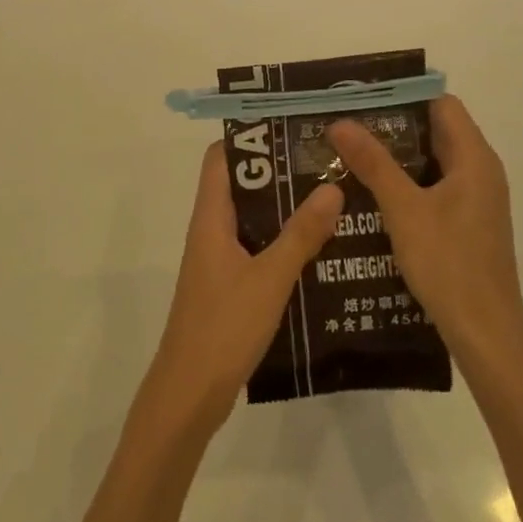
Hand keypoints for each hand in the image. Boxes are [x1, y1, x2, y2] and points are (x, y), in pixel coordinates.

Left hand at [140, 142, 343, 438]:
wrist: (190, 393)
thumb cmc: (223, 326)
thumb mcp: (269, 278)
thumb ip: (301, 234)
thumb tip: (331, 185)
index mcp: (211, 218)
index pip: (221, 158)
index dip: (250, 137)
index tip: (291, 128)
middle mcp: (211, 231)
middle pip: (242, 185)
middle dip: (280, 172)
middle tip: (325, 161)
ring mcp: (219, 260)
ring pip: (253, 219)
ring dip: (286, 208)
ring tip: (332, 197)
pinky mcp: (230, 286)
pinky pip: (258, 249)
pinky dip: (284, 242)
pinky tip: (321, 248)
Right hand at [328, 96, 522, 367]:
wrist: (486, 333)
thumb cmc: (448, 263)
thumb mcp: (403, 209)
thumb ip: (373, 163)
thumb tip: (340, 121)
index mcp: (474, 158)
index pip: (441, 104)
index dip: (403, 96)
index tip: (362, 99)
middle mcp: (481, 172)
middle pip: (436, 131)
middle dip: (392, 126)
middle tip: (346, 127)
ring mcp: (477, 200)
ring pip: (433, 162)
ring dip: (396, 158)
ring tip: (350, 156)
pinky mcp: (468, 224)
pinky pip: (435, 188)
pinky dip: (407, 184)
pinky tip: (372, 196)